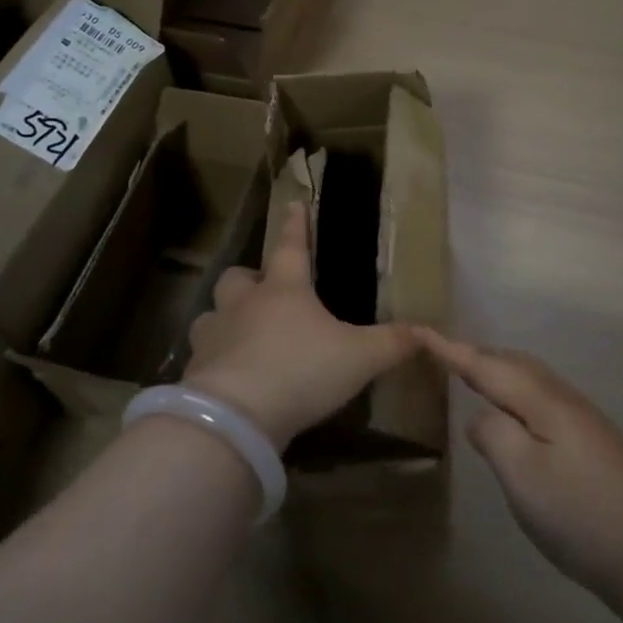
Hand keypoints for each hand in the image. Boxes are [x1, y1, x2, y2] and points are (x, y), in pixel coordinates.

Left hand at [184, 202, 416, 448]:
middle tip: (262, 291)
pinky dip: (214, 361)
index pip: (290, 246)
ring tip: (241, 335)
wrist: (235, 418)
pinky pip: (202, 356)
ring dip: (225, 319)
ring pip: (212, 314)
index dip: (295, 225)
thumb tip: (428, 332)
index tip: (293, 204)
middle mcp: (244, 304)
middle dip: (248, 279)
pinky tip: (228, 379)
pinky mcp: (194, 372)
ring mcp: (214, 336)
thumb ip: (392, 343)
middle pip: (237, 277)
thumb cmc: (302, 370)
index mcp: (284, 290)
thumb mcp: (359, 357)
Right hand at [420, 332, 622, 597]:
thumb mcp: (522, 475)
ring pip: (531, 378)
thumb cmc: (579, 512)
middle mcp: (563, 398)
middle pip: (513, 363)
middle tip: (445, 355)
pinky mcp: (593, 441)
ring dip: (499, 371)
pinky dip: (518, 392)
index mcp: (542, 400)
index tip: (422, 331)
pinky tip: (518, 416)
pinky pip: (543, 397)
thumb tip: (480, 417)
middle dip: (477, 355)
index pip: (487, 365)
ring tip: (475, 379)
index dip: (452, 350)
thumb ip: (494, 434)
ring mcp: (582, 419)